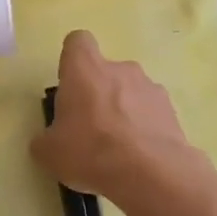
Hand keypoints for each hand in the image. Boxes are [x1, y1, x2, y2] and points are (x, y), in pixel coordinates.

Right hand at [30, 30, 198, 207]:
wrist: (151, 174)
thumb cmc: (91, 151)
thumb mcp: (50, 152)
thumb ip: (45, 140)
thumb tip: (47, 142)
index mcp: (84, 69)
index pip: (78, 42)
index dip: (72, 60)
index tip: (70, 85)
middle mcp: (119, 68)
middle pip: (105, 71)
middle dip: (98, 93)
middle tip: (90, 128)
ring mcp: (150, 87)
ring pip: (130, 91)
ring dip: (123, 110)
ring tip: (119, 148)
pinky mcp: (171, 110)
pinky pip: (151, 112)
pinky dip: (145, 128)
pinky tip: (140, 157)